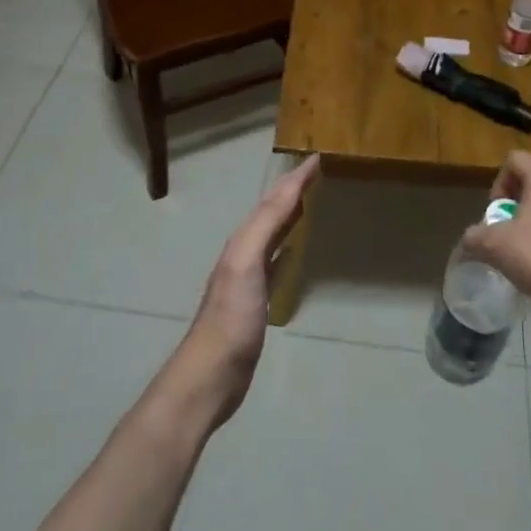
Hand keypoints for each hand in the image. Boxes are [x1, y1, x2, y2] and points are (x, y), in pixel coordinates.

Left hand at [170, 154, 318, 428]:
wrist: (213, 374)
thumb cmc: (232, 317)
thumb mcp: (246, 263)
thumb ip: (266, 224)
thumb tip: (291, 186)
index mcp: (243, 240)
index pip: (273, 199)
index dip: (294, 178)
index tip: (318, 157)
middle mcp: (245, 251)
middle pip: (271, 211)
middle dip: (292, 189)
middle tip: (317, 171)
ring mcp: (250, 276)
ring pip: (274, 232)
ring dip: (290, 213)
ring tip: (311, 199)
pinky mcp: (257, 300)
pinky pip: (276, 259)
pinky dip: (288, 244)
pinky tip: (296, 248)